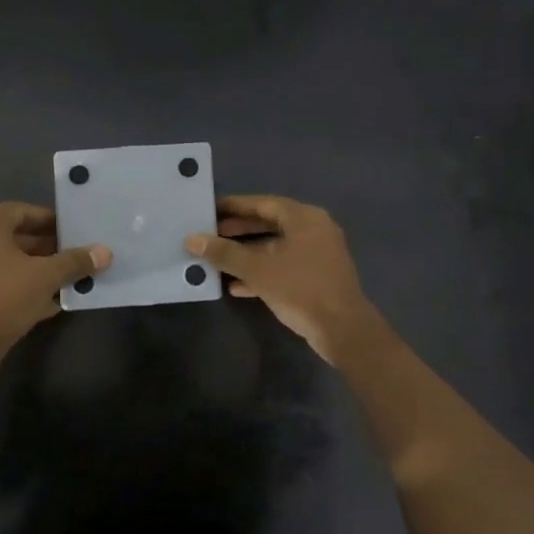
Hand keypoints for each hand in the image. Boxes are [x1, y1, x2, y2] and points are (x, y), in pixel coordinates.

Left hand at [0, 203, 110, 359]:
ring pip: (6, 262)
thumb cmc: (4, 296)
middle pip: (13, 237)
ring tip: (64, 278)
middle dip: (45, 247)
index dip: (49, 220)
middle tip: (72, 254)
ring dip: (34, 268)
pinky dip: (19, 286)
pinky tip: (47, 301)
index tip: (71, 230)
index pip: (21, 211)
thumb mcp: (46, 276)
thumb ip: (75, 262)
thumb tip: (105, 252)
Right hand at [185, 195, 378, 364]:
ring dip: (247, 255)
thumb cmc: (301, 288)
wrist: (342, 329)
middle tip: (210, 236)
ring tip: (217, 261)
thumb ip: (224, 253)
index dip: (234, 207)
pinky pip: (283, 266)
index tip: (209, 210)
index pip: (263, 203)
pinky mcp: (316, 277)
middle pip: (269, 224)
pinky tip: (236, 286)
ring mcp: (317, 254)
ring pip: (275, 248)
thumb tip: (191, 239)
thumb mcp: (258, 269)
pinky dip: (261, 272)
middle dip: (238, 232)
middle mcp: (313, 230)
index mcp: (304, 218)